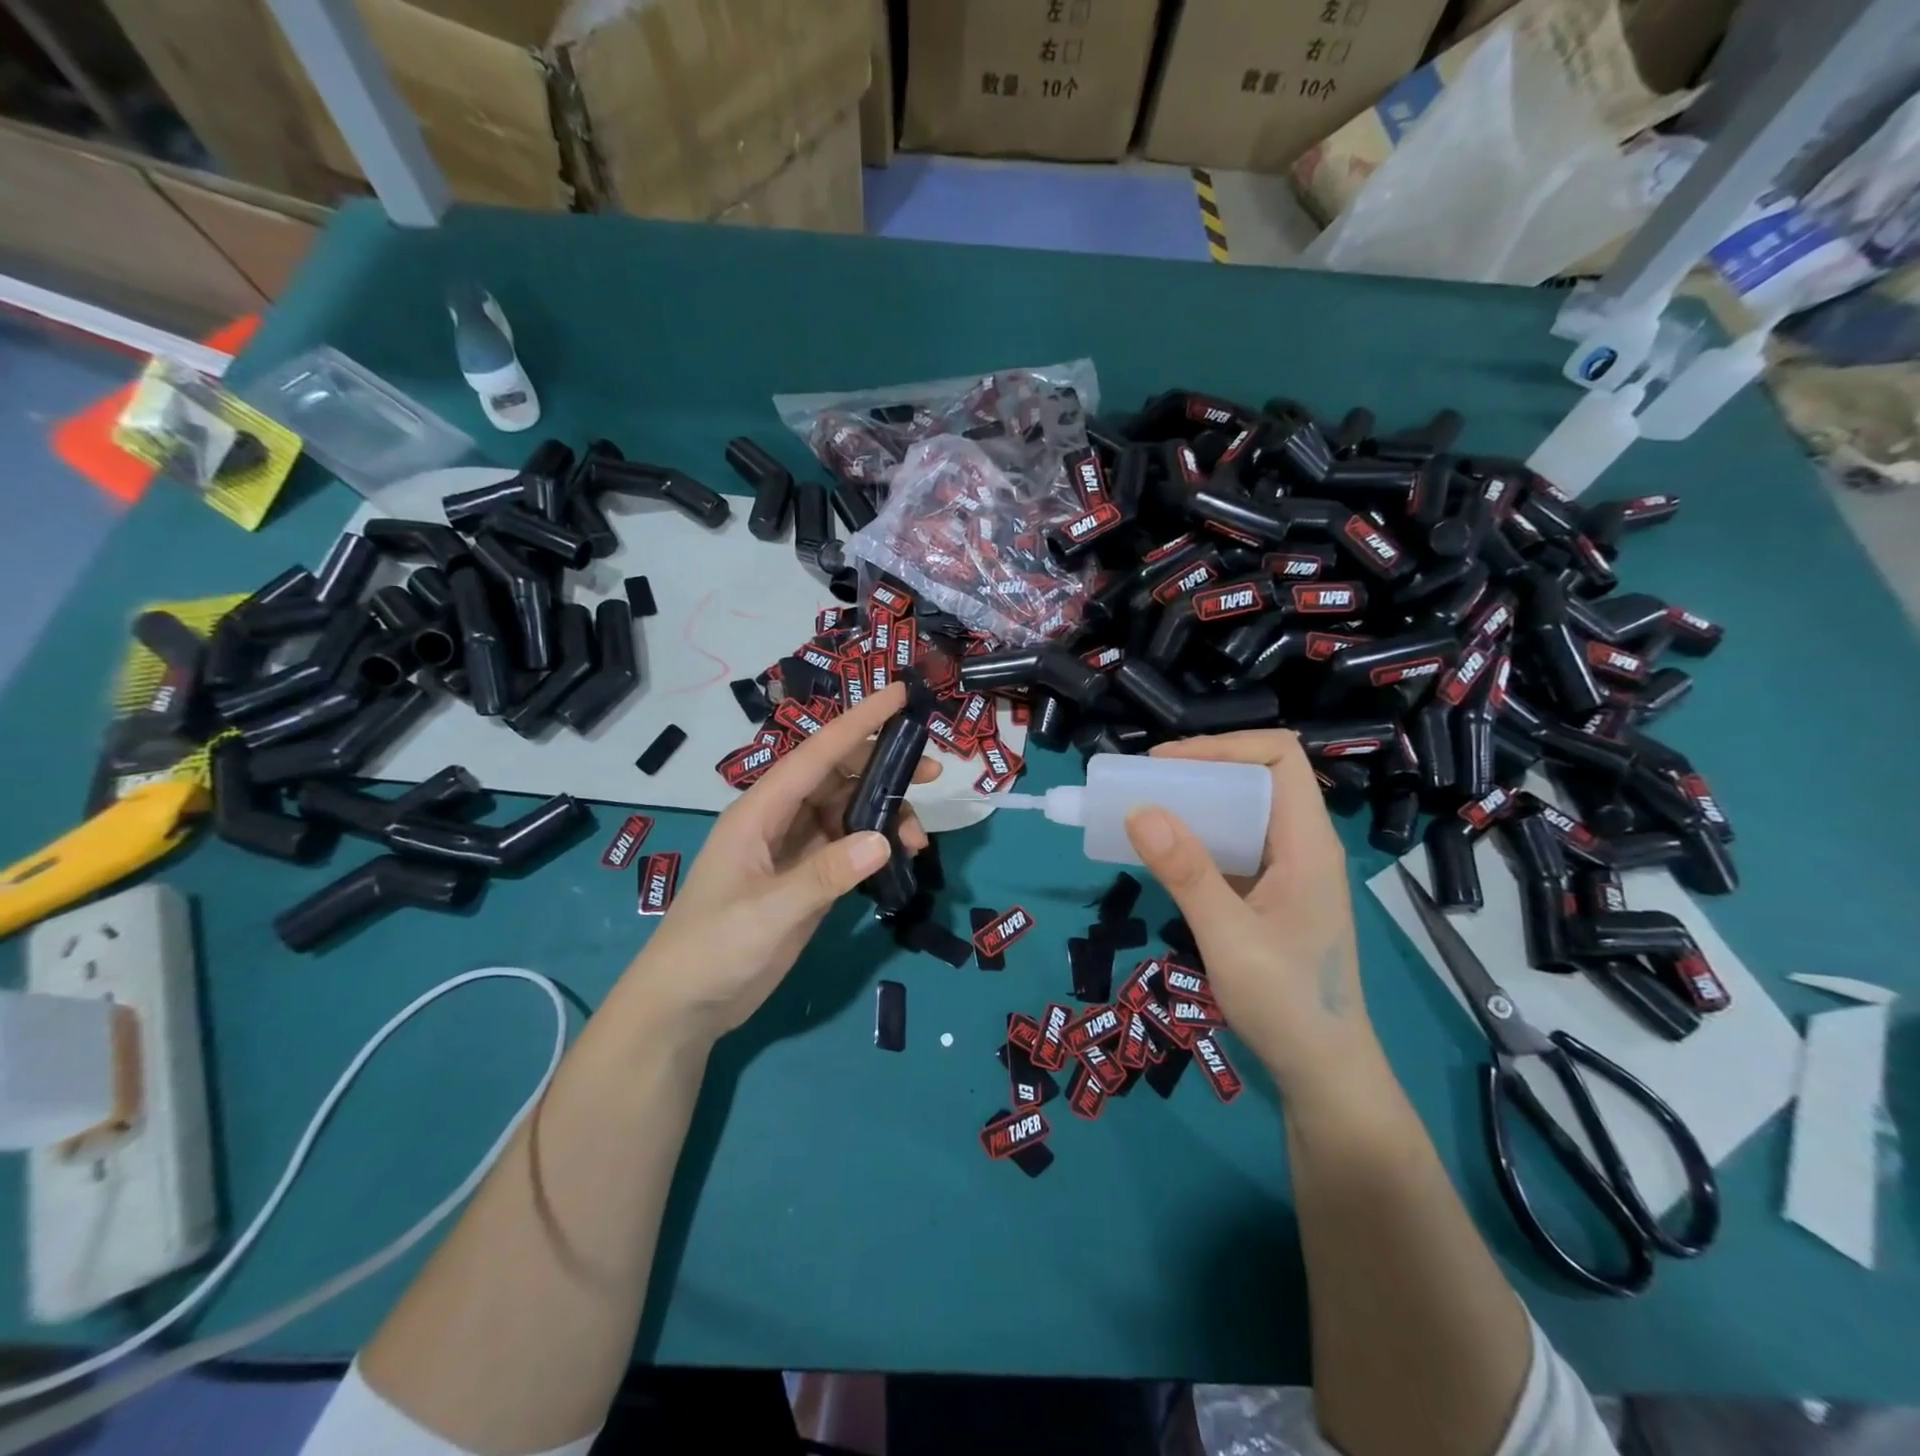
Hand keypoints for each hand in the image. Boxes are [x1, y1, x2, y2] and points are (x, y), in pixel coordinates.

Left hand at [616, 682, 934, 1045]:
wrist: (686, 1006)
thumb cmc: (712, 948)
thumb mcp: (768, 912)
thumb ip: (825, 875)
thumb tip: (885, 838)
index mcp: (761, 811)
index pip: (818, 753)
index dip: (860, 721)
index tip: (901, 695)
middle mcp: (780, 820)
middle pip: (839, 777)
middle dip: (884, 768)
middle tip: (932, 773)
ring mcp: (795, 850)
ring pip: (849, 812)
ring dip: (885, 815)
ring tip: (918, 842)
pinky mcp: (807, 879)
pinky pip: (850, 847)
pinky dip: (876, 847)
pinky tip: (900, 861)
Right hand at [1123, 730, 1382, 1096]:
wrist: (1323, 1073)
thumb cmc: (1288, 1005)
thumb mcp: (1230, 938)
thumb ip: (1187, 873)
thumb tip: (1139, 810)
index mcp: (1308, 844)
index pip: (1280, 758)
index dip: (1223, 746)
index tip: (1166, 764)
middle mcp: (1302, 846)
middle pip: (1256, 779)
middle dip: (1199, 771)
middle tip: (1143, 785)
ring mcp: (1287, 872)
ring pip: (1241, 812)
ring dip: (1193, 805)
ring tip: (1143, 811)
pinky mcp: (1269, 895)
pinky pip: (1232, 846)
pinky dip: (1196, 839)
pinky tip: (1162, 854)